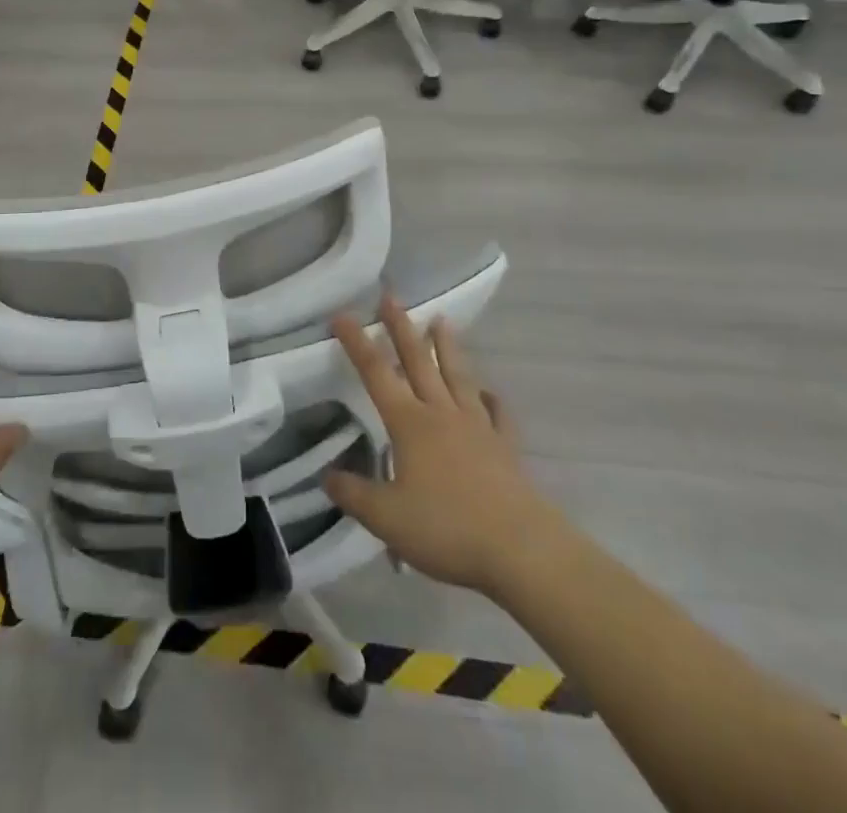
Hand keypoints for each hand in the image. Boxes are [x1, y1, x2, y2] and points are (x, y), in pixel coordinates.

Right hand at [324, 296, 555, 598]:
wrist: (520, 549)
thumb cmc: (447, 528)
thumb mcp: (386, 518)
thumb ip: (353, 494)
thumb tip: (326, 475)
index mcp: (409, 423)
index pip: (376, 373)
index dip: (357, 343)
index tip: (342, 315)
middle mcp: (441, 414)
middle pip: (418, 362)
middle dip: (402, 328)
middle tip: (391, 297)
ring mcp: (477, 427)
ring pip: (457, 377)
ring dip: (447, 348)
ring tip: (441, 320)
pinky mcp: (505, 448)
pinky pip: (497, 415)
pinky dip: (491, 400)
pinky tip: (489, 393)